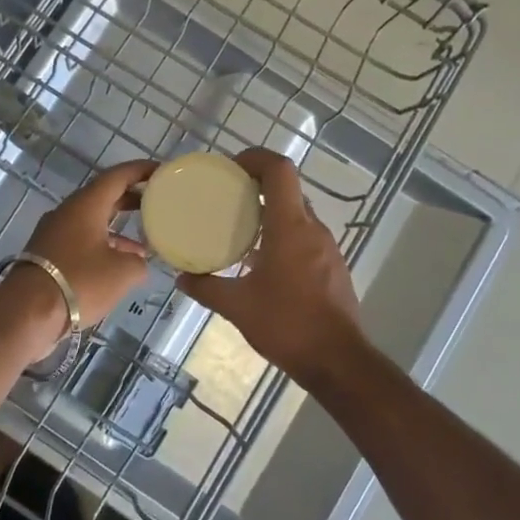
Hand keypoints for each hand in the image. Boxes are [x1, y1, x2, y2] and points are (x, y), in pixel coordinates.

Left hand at [15, 159, 155, 327]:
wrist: (28, 311)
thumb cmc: (80, 281)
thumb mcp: (123, 272)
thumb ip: (138, 261)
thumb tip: (137, 261)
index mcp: (86, 204)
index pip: (117, 176)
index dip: (141, 170)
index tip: (162, 170)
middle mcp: (68, 211)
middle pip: (103, 196)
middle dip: (131, 198)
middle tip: (157, 202)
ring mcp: (54, 232)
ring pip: (92, 220)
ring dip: (117, 227)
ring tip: (144, 242)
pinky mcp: (48, 253)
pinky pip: (81, 240)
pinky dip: (102, 245)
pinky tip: (118, 265)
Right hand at [174, 148, 367, 390]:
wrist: (338, 361)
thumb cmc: (287, 325)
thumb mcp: (237, 306)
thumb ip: (206, 287)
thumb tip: (181, 277)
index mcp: (290, 226)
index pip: (279, 170)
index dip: (256, 158)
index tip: (231, 167)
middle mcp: (312, 229)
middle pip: (287, 189)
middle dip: (257, 185)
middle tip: (227, 197)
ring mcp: (327, 248)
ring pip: (297, 214)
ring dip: (270, 211)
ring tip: (239, 228)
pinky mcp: (333, 267)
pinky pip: (305, 236)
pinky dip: (283, 235)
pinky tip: (262, 261)